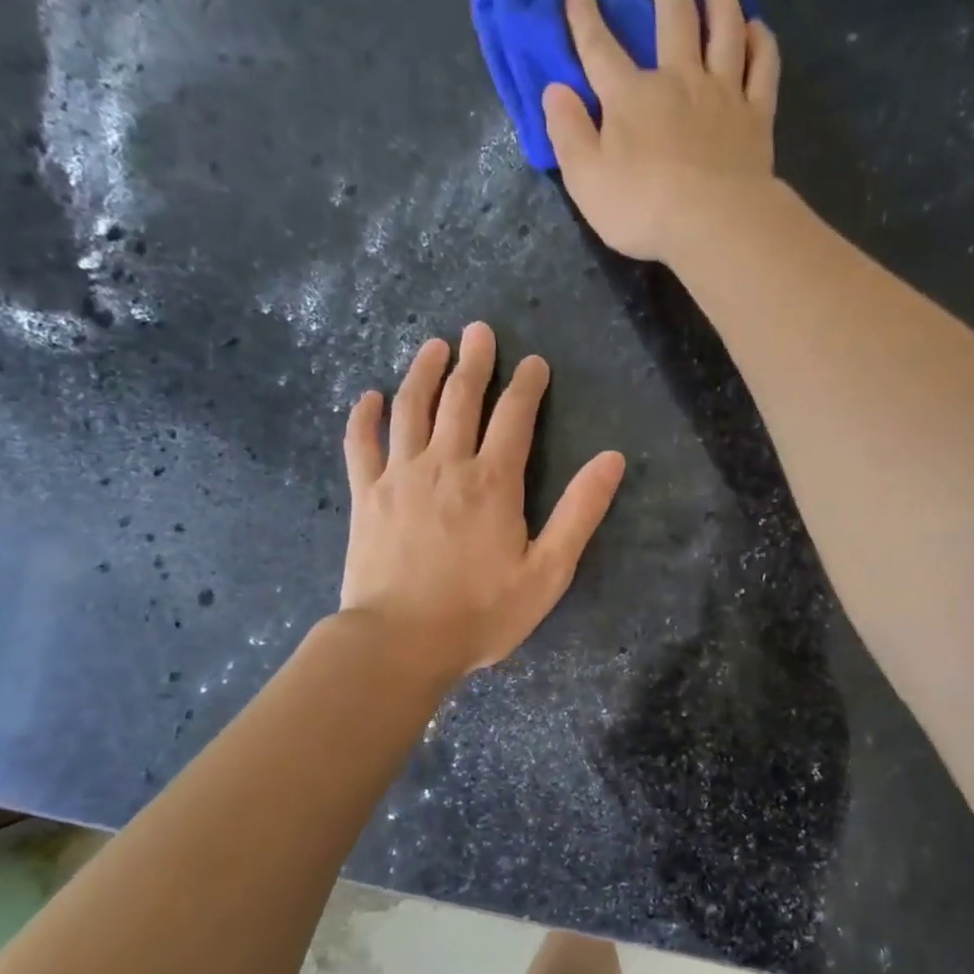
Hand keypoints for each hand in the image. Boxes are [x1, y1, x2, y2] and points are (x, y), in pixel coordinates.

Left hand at [340, 322, 626, 679]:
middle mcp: (446, 464)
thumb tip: (612, 459)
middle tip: (480, 331)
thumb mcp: (547, 572)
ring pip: (411, 408)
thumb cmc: (481, 613)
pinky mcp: (366, 495)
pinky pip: (361, 444)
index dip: (527, 385)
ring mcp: (400, 476)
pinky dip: (364, 416)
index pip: (515, 416)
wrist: (401, 642)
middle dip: (475, 361)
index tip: (534, 362)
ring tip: (434, 346)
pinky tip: (369, 396)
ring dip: (424, 372)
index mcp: (494, 482)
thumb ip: (579, 513)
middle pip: (461, 399)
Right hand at [543, 0, 781, 262]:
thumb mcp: (586, 179)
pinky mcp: (755, 116)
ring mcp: (721, 94)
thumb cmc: (642, 207)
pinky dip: (761, 43)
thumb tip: (554, 91)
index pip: (600, 50)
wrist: (712, 223)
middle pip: (675, 19)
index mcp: (630, 97)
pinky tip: (757, 29)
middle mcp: (677, 80)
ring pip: (724, 31)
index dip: (585, 18)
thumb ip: (569, 133)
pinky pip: (762, 69)